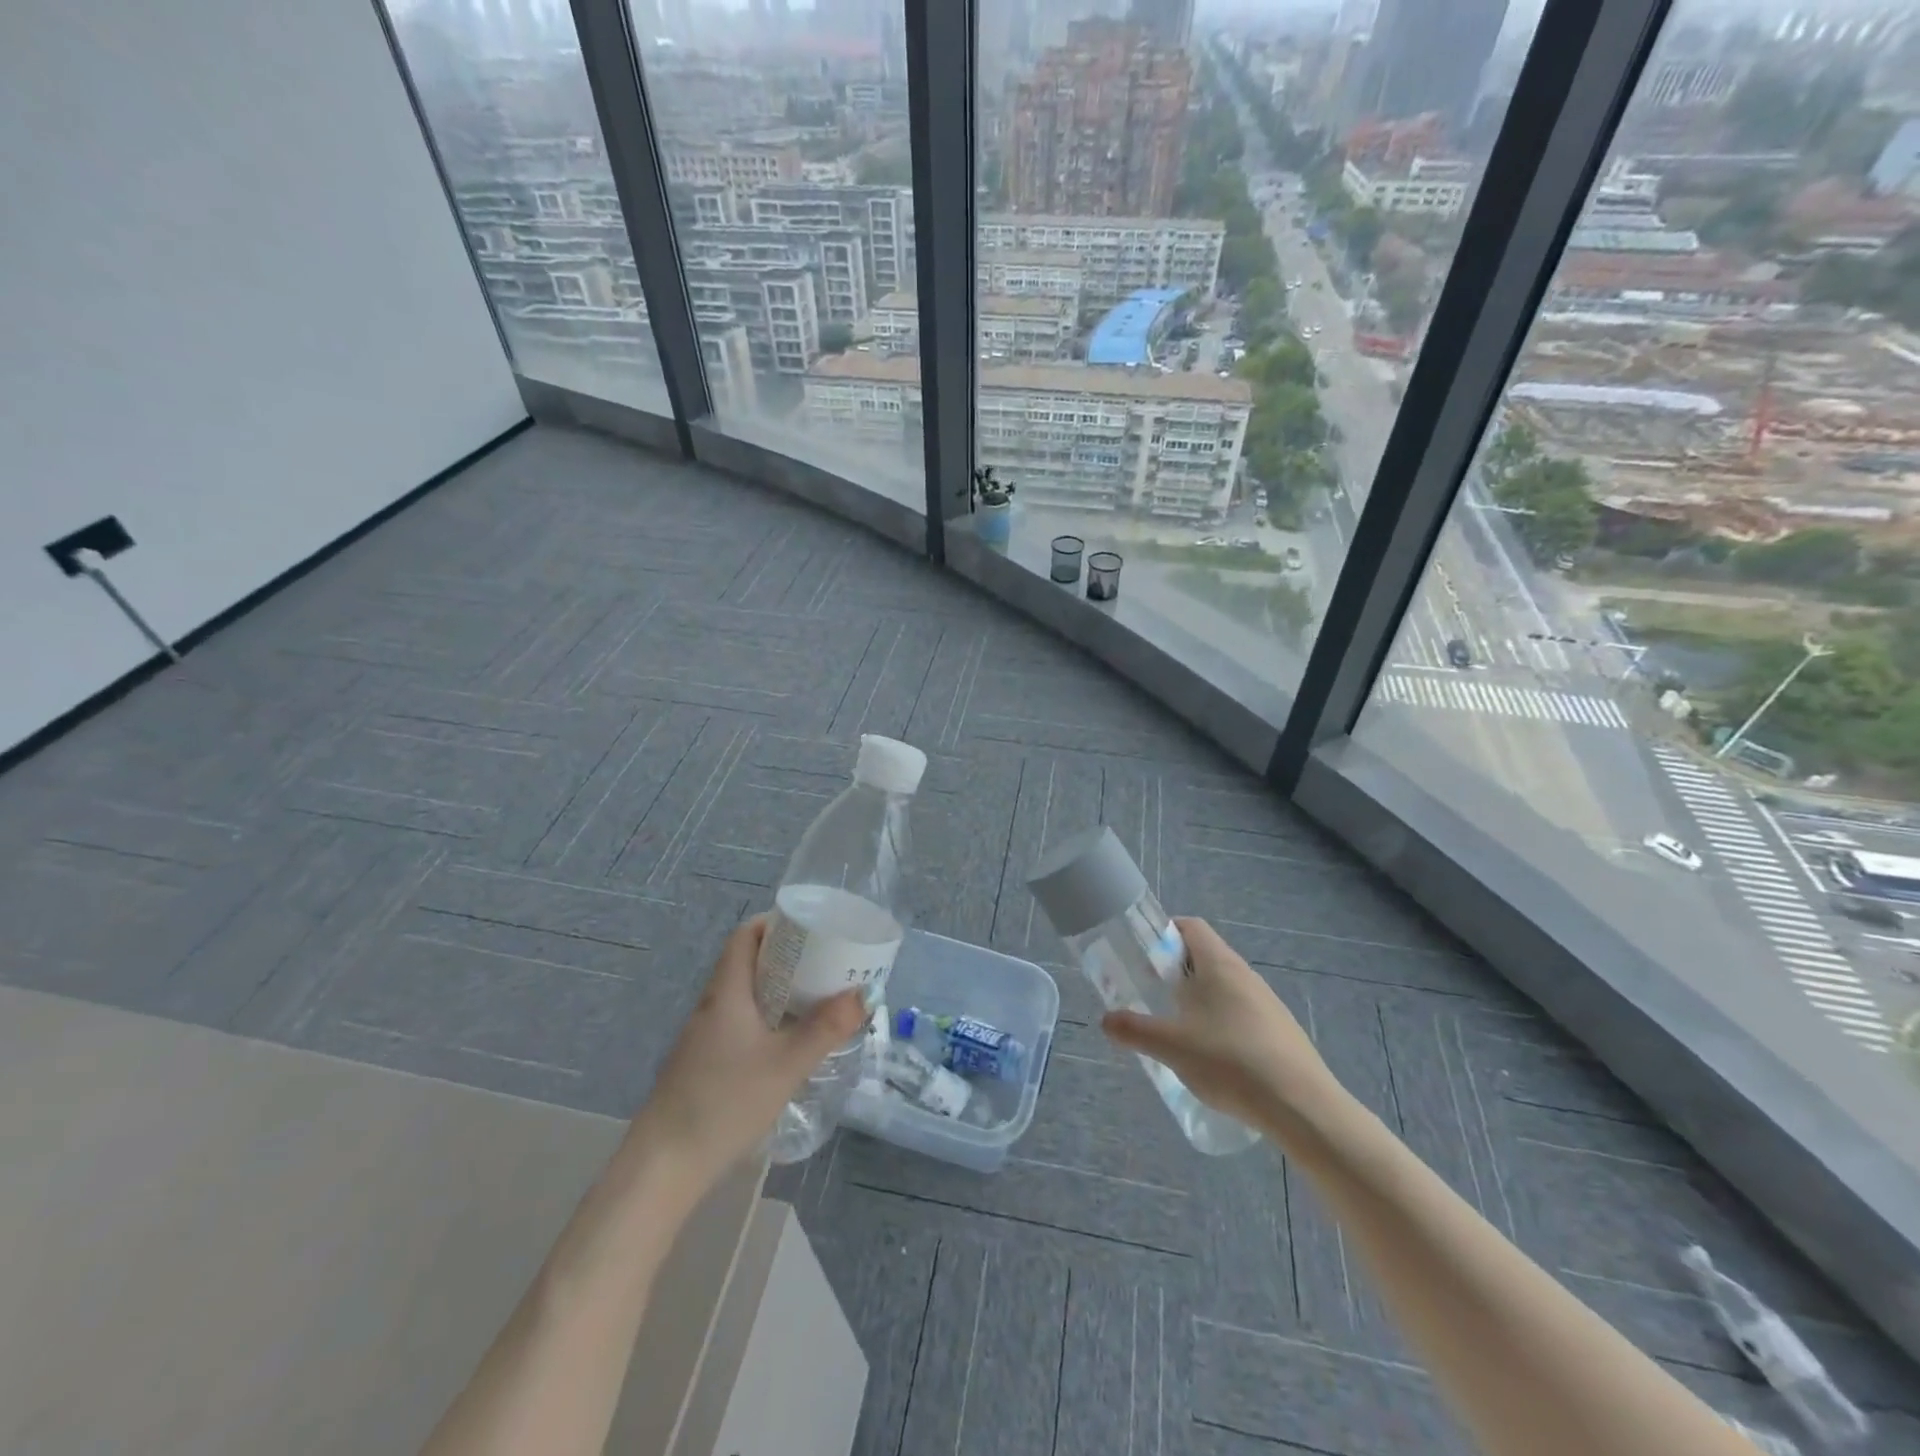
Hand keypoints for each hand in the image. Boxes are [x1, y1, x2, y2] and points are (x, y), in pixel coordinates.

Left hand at [629, 916, 865, 1191]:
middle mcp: (712, 1005)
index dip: (775, 923)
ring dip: (778, 989)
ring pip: (745, 995)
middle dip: (787, 957)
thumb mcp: (786, 1064)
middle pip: (748, 962)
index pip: (745, 936)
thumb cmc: (725, 1102)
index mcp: (727, 992)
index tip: (811, 927)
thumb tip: (865, 994)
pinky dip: (767, 1017)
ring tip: (817, 997)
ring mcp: (704, 1036)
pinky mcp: (703, 1063)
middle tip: (826, 962)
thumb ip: (827, 1028)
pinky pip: (740, 1022)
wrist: (664, 1166)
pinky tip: (788, 1041)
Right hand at [1101, 917, 1341, 1137]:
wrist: (1302, 1107)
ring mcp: (1268, 1003)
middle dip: (1176, 971)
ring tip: (1179, 1030)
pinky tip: (1214, 1058)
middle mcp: (1245, 974)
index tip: (1143, 955)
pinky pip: (1243, 1014)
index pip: (1190, 926)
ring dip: (1199, 999)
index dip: (1164, 932)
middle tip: (1152, 995)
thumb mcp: (1171, 1046)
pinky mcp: (1282, 1032)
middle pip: (1205, 956)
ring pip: (1225, 987)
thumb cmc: (1230, 1062)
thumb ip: (1134, 1030)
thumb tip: (1106, 1020)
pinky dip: (1221, 1023)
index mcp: (1219, 964)